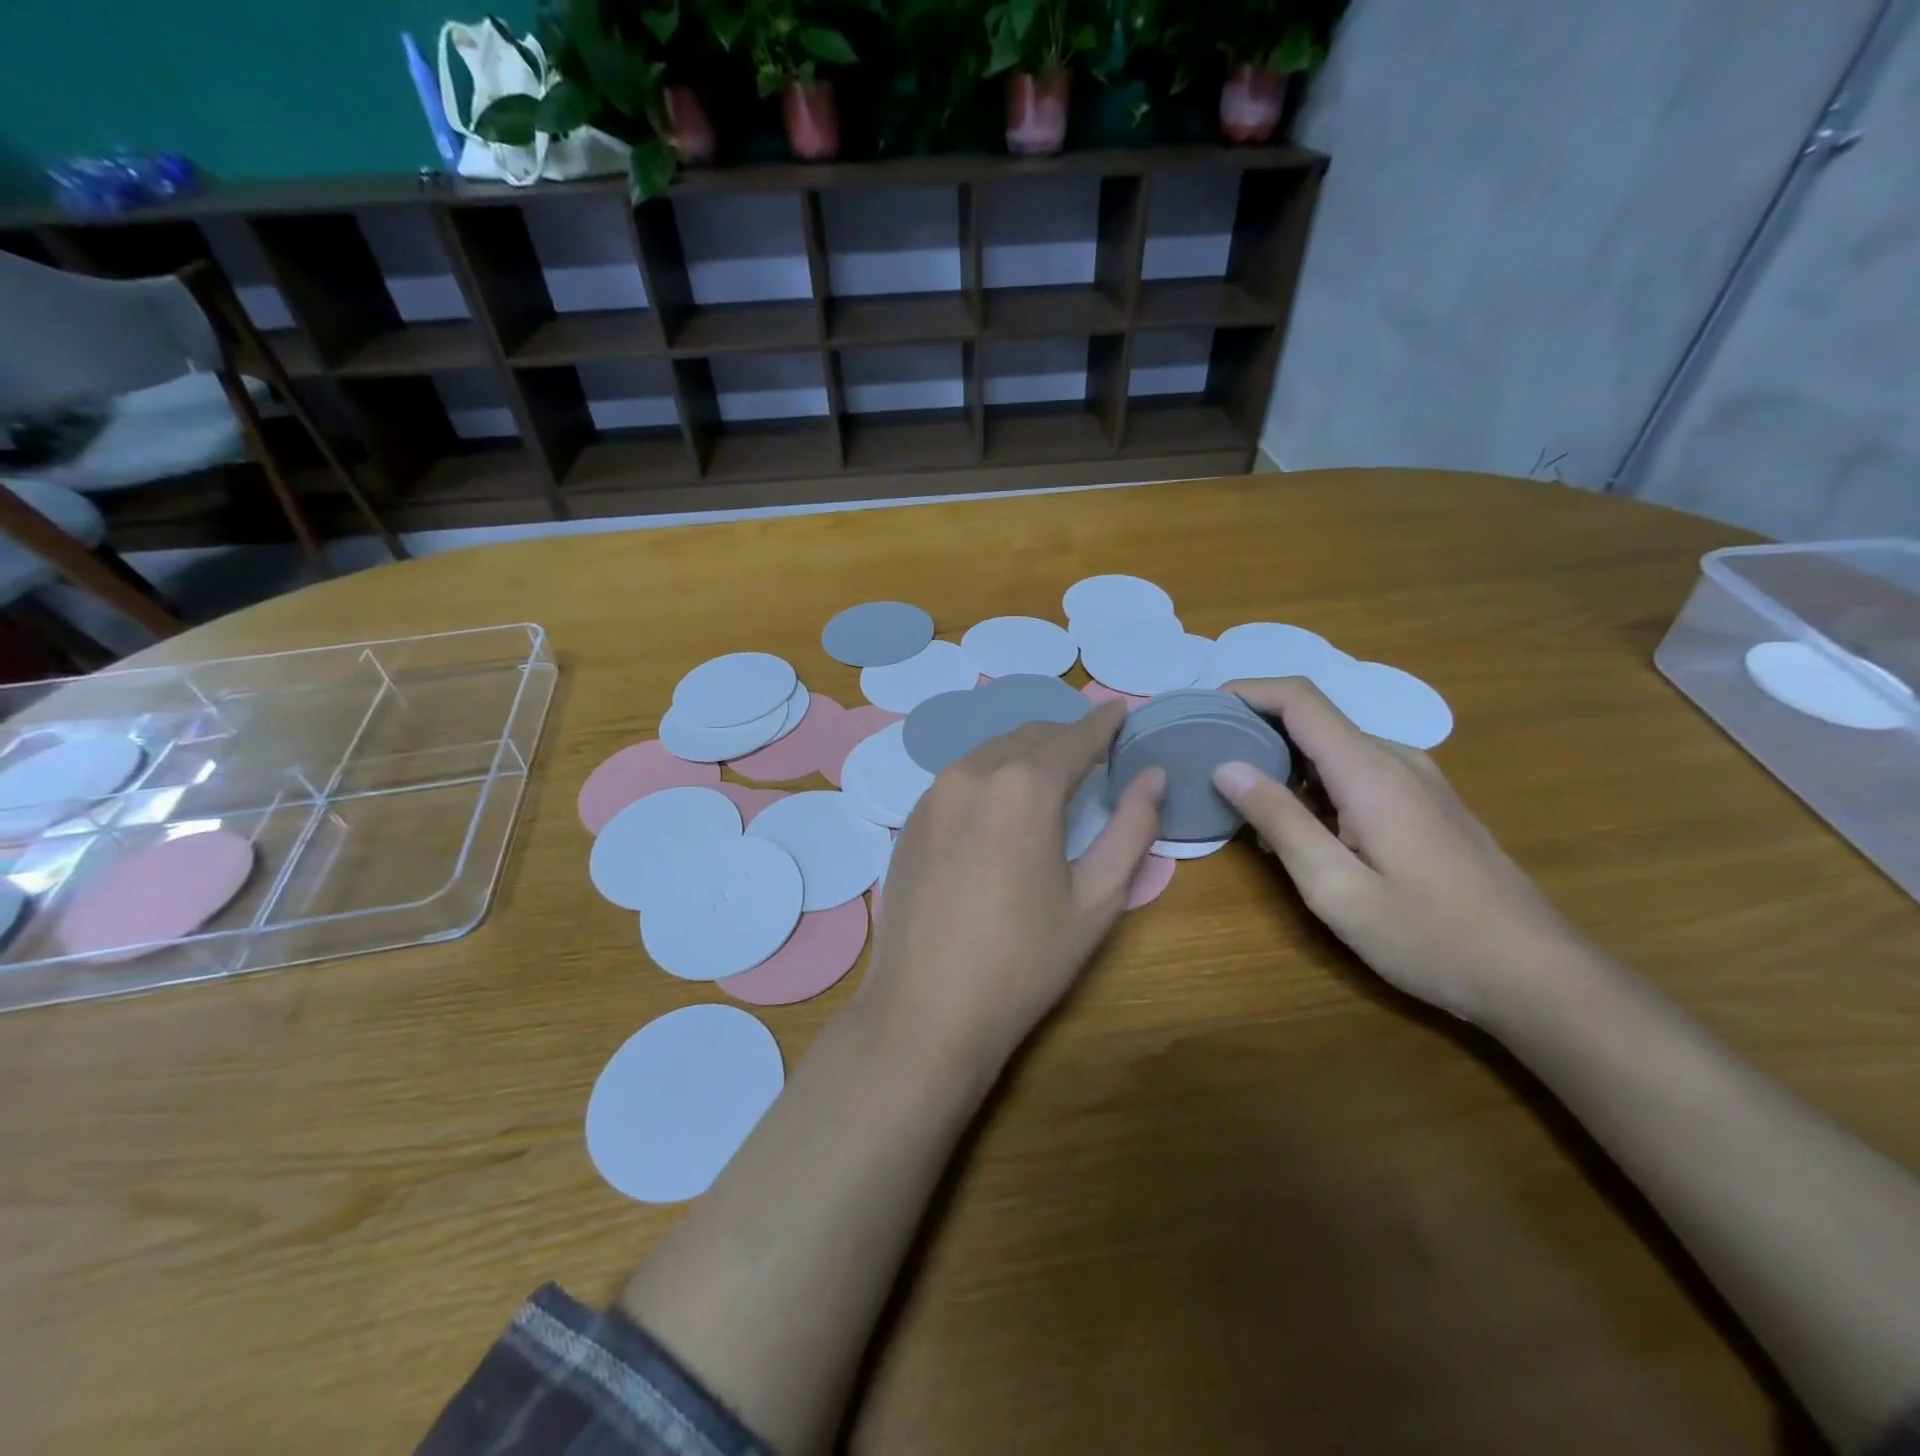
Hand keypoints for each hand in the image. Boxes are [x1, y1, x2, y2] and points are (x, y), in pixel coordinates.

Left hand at [861, 700, 1163, 1066]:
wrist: (926, 1008)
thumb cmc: (1023, 960)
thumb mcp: (1096, 899)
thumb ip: (1132, 828)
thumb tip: (1153, 775)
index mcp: (1025, 786)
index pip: (1075, 737)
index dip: (1103, 723)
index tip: (1121, 712)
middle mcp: (973, 773)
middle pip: (1030, 736)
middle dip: (1066, 736)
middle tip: (1094, 751)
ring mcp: (933, 794)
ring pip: (990, 752)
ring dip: (1026, 754)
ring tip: (1052, 774)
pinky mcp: (910, 819)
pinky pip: (960, 778)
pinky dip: (991, 775)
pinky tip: (1001, 806)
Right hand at [1211, 677, 1581, 1021]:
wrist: (1537, 976)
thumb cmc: (1429, 936)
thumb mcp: (1336, 888)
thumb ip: (1280, 821)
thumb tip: (1226, 766)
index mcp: (1370, 771)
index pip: (1299, 699)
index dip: (1245, 691)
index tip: (1201, 710)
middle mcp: (1395, 760)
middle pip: (1313, 719)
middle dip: (1254, 731)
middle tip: (1206, 765)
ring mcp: (1417, 780)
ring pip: (1333, 747)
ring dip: (1283, 762)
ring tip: (1243, 805)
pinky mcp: (1426, 802)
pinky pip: (1356, 772)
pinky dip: (1314, 784)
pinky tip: (1300, 829)